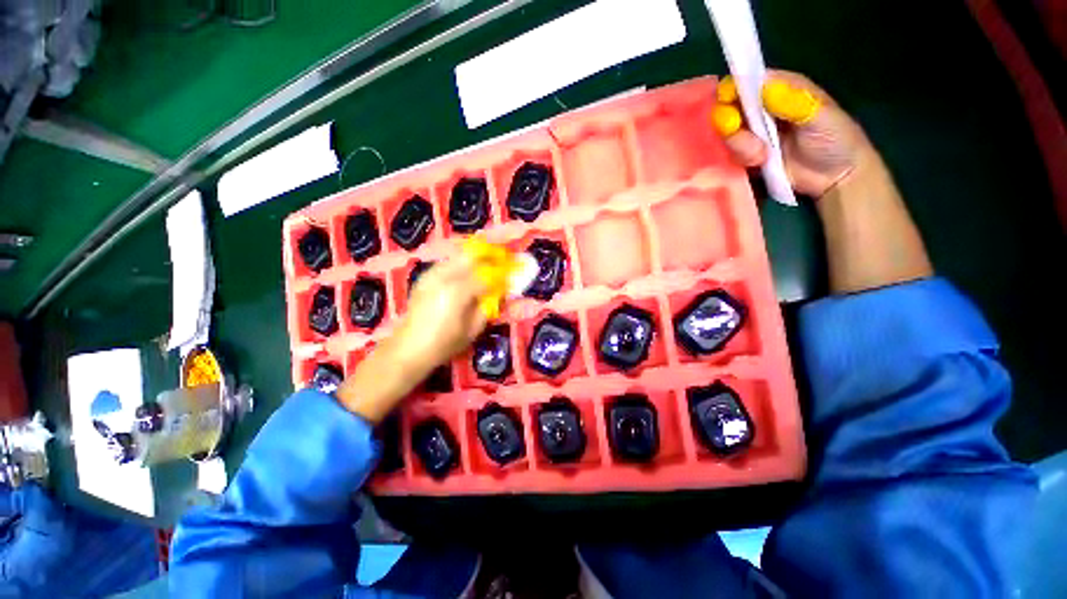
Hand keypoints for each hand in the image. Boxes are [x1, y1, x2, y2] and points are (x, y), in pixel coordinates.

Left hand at [337, 255, 487, 422]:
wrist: (407, 348)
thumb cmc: (443, 344)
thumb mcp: (473, 330)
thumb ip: (488, 307)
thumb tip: (499, 292)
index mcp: (458, 291)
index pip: (487, 275)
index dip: (502, 273)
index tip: (512, 273)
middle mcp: (444, 276)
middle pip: (472, 255)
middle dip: (489, 254)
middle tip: (502, 257)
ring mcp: (432, 274)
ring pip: (459, 254)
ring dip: (476, 255)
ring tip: (488, 260)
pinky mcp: (425, 277)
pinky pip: (448, 262)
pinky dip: (461, 261)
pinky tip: (468, 269)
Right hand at [712, 70, 875, 198]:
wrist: (834, 177)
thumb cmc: (836, 140)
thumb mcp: (819, 115)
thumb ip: (792, 101)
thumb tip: (764, 87)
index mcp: (780, 88)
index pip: (747, 81)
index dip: (732, 88)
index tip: (728, 102)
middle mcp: (762, 108)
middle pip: (729, 107)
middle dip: (730, 121)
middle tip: (735, 128)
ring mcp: (752, 133)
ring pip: (728, 133)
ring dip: (739, 145)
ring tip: (761, 155)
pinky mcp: (747, 155)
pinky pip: (731, 153)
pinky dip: (741, 158)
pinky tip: (759, 162)